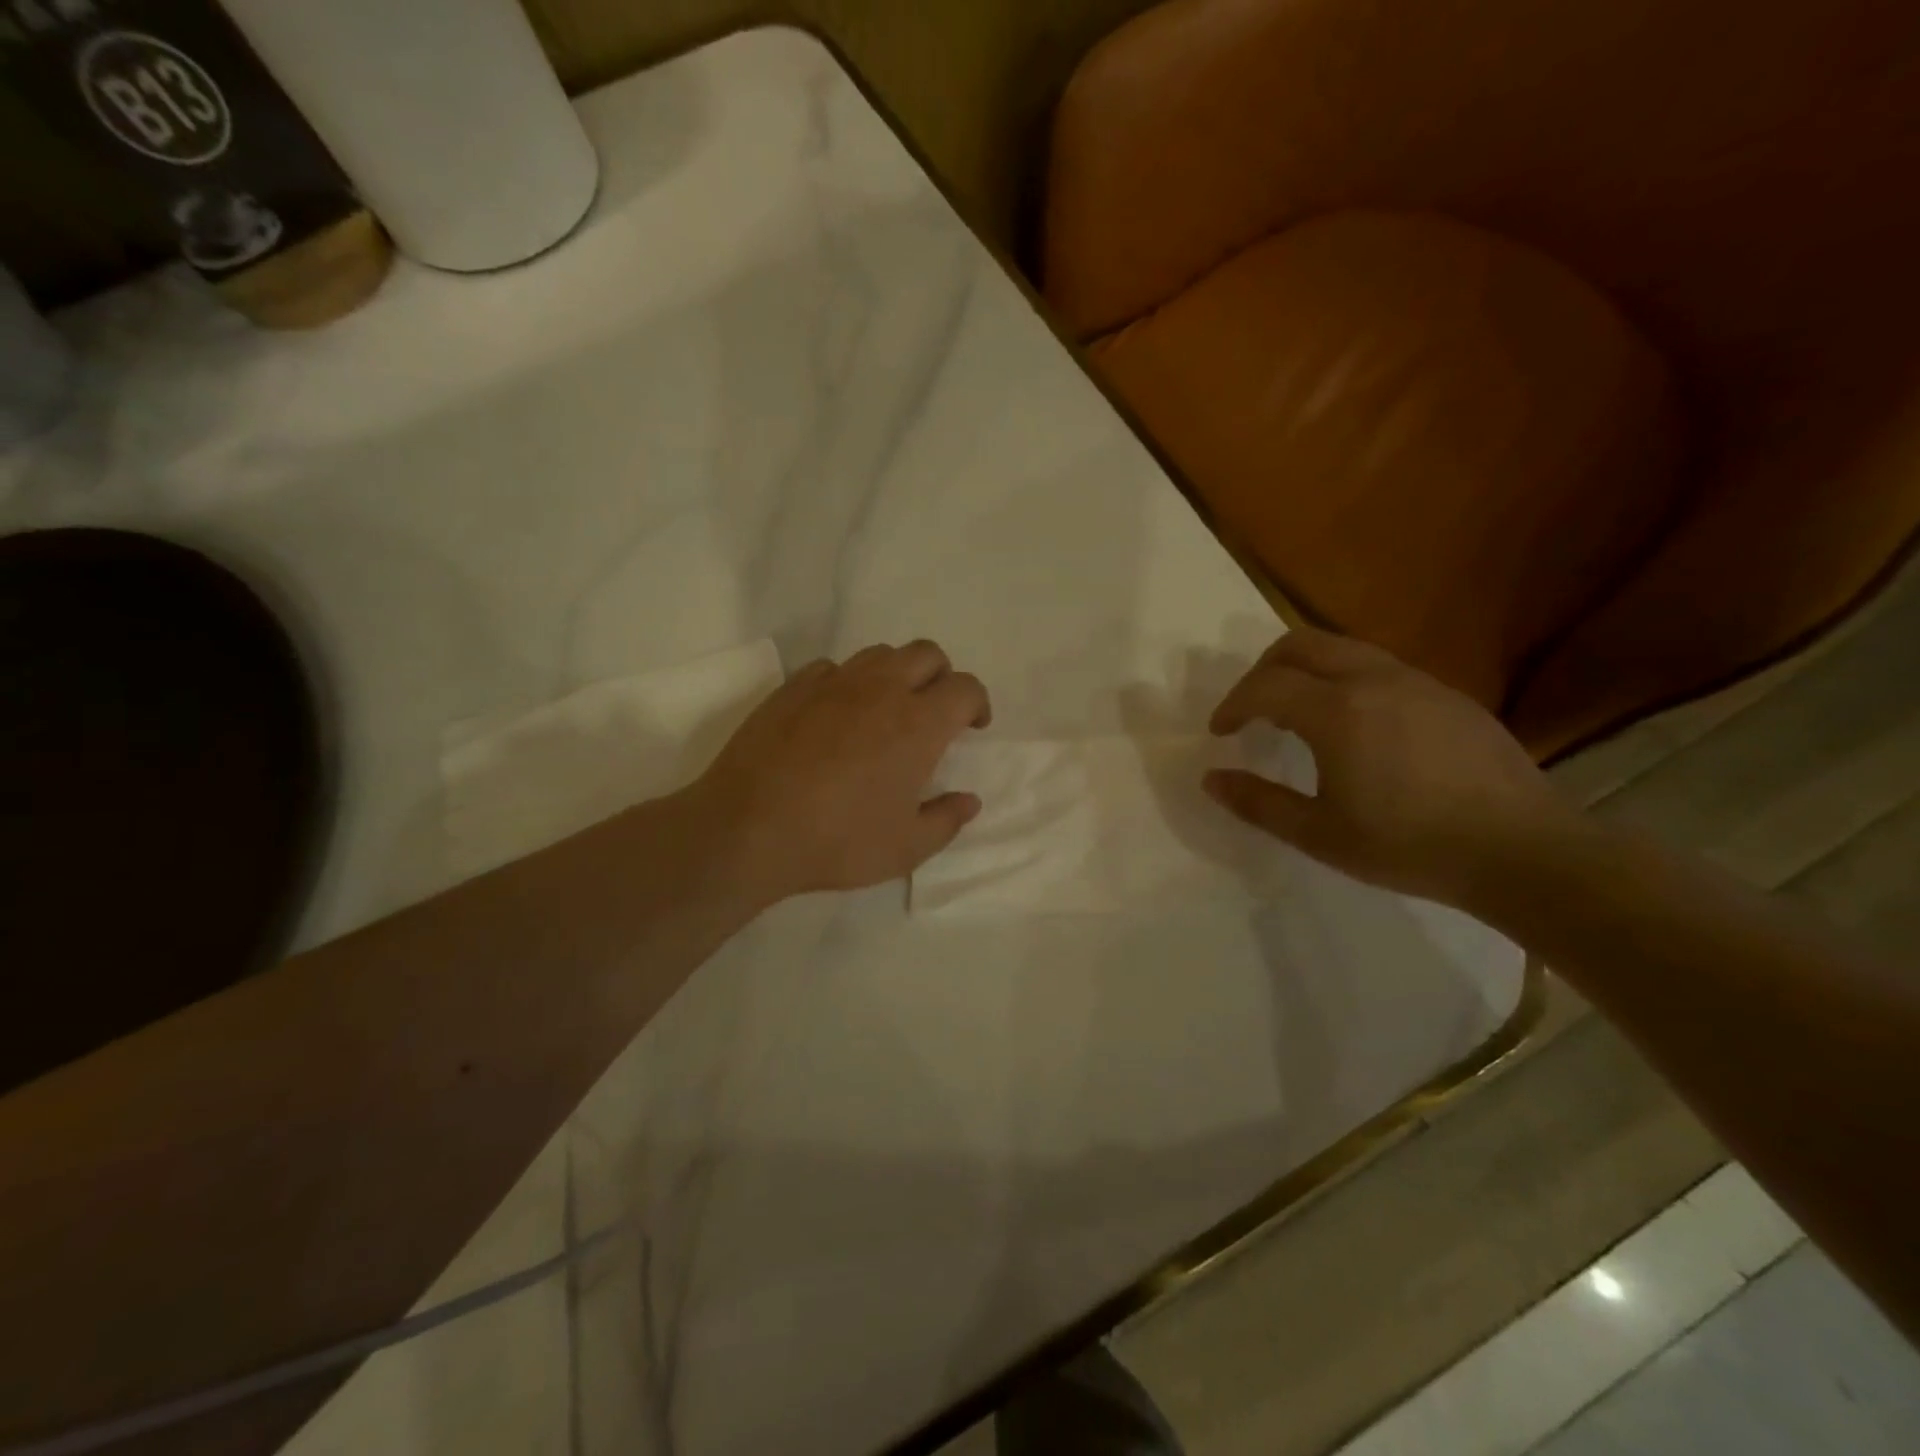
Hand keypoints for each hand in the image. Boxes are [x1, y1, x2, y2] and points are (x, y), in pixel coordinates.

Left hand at [689, 641, 990, 909]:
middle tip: (934, 712)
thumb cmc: (838, 841)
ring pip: (880, 653)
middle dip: (941, 676)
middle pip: (926, 654)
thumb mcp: (906, 848)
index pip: (965, 688)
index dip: (977, 703)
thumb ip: (946, 820)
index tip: (972, 726)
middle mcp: (881, 690)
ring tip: (887, 710)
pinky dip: (848, 682)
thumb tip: (969, 800)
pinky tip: (837, 715)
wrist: (749, 828)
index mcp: (919, 724)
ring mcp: (833, 683)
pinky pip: (832, 668)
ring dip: (896, 673)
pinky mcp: (793, 687)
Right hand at [1204, 626, 1577, 906]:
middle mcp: (1374, 680)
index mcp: (1337, 711)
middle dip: (1263, 669)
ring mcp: (1417, 682)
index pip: (1265, 686)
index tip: (1221, 732)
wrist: (1523, 852)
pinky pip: (1380, 668)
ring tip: (1298, 715)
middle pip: (1301, 644)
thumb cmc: (1410, 846)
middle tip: (1251, 709)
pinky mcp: (1449, 695)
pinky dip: (1346, 681)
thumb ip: (1259, 803)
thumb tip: (1211, 779)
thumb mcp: (1320, 834)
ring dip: (1306, 671)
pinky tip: (1356, 728)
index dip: (1233, 705)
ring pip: (1344, 649)